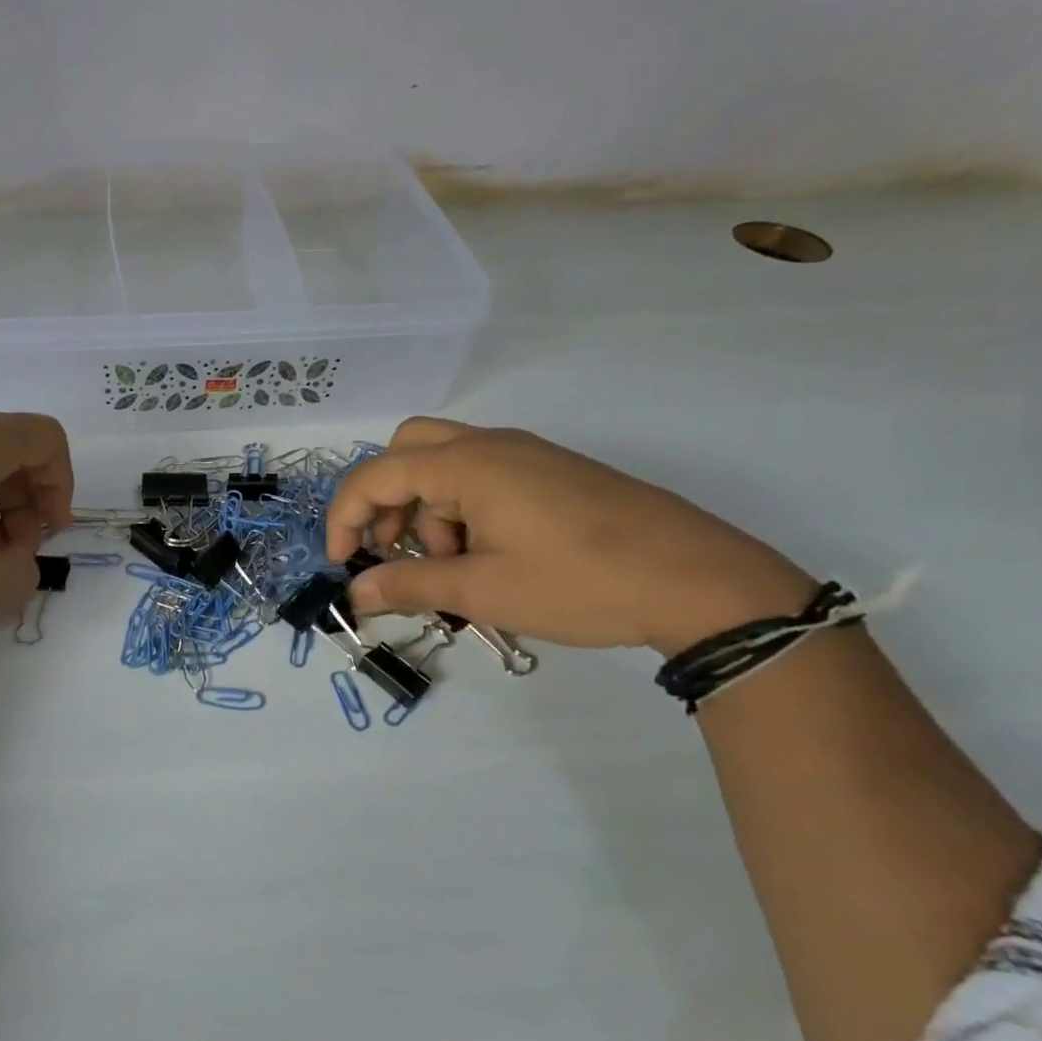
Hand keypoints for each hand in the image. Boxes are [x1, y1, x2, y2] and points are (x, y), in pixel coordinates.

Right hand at [326, 418, 814, 654]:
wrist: (698, 581)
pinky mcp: (553, 474)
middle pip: (407, 450)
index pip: (376, 475)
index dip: (345, 518)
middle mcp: (492, 445)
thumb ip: (409, 586)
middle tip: (393, 549)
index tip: (343, 565)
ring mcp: (527, 456)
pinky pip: (483, 478)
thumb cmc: (578, 582)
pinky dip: (462, 511)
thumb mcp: (482, 590)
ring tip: (453, 569)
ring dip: (427, 511)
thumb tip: (355, 595)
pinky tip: (487, 558)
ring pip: (446, 466)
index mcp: (468, 463)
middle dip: (386, 500)